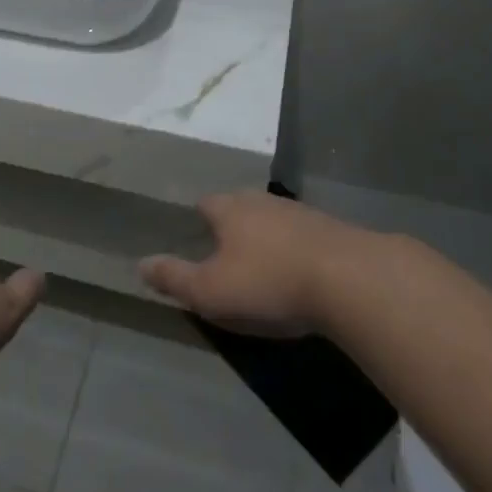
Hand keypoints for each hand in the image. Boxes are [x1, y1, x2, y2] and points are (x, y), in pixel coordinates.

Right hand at [139, 190, 355, 337]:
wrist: (350, 280)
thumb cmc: (269, 282)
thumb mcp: (211, 290)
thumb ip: (174, 278)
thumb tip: (141, 263)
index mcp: (230, 208)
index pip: (206, 204)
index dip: (198, 220)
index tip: (196, 238)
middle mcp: (262, 201)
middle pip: (240, 207)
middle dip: (233, 226)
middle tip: (227, 253)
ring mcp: (301, 212)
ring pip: (273, 220)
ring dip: (267, 238)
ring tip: (264, 265)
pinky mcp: (333, 230)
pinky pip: (303, 237)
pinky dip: (296, 251)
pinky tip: (301, 273)